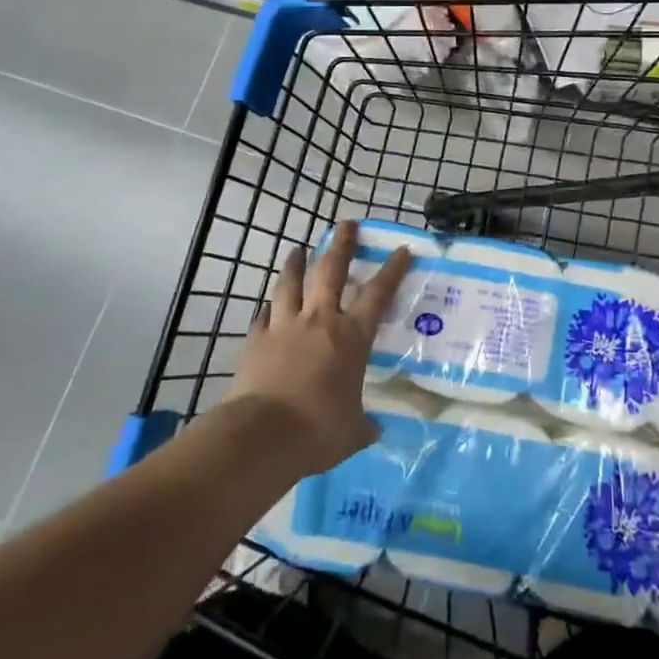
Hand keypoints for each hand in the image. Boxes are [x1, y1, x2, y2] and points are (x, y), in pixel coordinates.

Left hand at [230, 221, 412, 476]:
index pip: (378, 294)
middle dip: (342, 244)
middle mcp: (321, 321)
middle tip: (346, 224)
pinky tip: (268, 306)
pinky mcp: (257, 340)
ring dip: (296, 264)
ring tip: (298, 249)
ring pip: (291, 284)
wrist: (263, 435)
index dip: (392, 270)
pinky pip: (264, 315)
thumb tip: (373, 430)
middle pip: (332, 271)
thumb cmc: (319, 430)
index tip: (401, 250)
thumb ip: (363, 425)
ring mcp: (285, 326)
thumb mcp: (352, 432)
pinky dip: (269, 308)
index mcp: (352, 337)